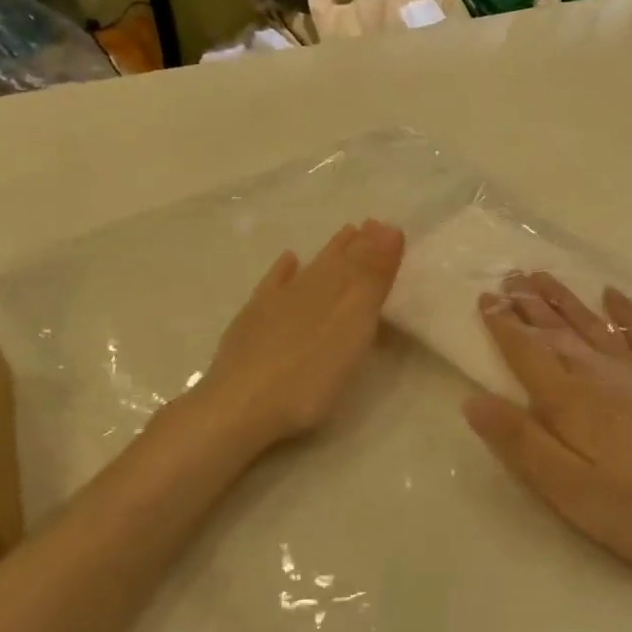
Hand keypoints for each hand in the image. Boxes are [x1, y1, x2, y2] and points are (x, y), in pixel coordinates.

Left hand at [182, 220, 405, 450]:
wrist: (240, 406)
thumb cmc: (310, 375)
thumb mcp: (354, 326)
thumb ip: (372, 278)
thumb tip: (389, 228)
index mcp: (338, 292)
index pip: (363, 261)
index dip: (378, 245)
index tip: (391, 226)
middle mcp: (308, 289)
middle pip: (337, 262)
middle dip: (357, 244)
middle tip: (371, 225)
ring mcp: (277, 304)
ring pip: (311, 269)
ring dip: (330, 252)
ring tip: (345, 234)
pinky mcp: (252, 321)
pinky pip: (273, 285)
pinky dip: (283, 271)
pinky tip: (289, 260)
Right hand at [463, 272, 631, 569]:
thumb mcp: (570, 489)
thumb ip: (522, 443)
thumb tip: (473, 401)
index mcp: (569, 402)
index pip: (527, 354)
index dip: (503, 326)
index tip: (485, 298)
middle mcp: (599, 375)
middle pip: (557, 333)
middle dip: (530, 304)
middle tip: (509, 275)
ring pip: (592, 325)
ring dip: (566, 300)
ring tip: (544, 276)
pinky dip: (625, 312)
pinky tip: (614, 295)